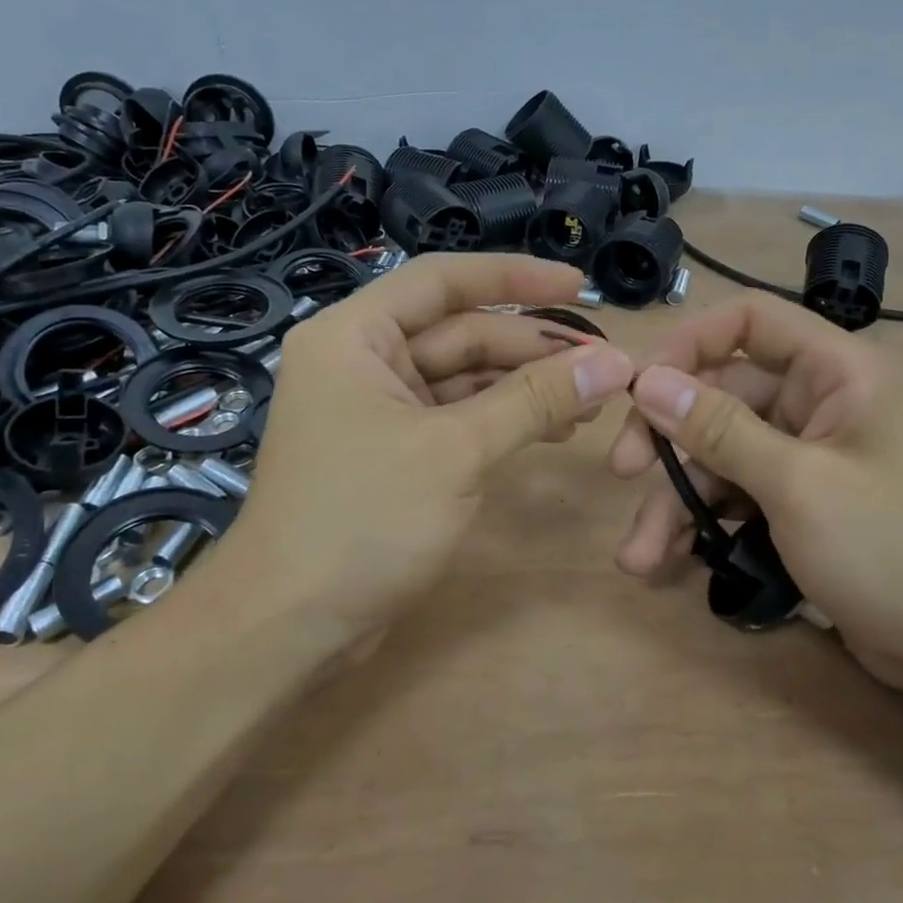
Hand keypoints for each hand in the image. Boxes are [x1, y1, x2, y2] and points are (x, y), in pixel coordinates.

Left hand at [225, 253, 633, 633]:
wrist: (289, 625)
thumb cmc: (362, 520)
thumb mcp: (456, 450)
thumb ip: (535, 400)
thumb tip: (613, 363)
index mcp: (355, 336)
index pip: (442, 281)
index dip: (514, 276)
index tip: (577, 285)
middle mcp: (362, 360)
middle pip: (460, 332)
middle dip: (531, 347)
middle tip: (603, 364)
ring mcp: (378, 408)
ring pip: (464, 378)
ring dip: (525, 386)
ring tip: (590, 402)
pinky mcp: (394, 450)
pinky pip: (458, 417)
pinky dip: (504, 420)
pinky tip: (554, 430)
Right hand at [608, 294, 902, 688]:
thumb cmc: (893, 550)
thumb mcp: (798, 485)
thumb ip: (719, 430)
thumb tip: (647, 381)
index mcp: (836, 372)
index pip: (750, 321)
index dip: (690, 343)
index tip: (641, 387)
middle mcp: (817, 402)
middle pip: (721, 396)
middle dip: (669, 442)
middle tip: (621, 474)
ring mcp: (805, 455)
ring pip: (720, 454)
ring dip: (676, 500)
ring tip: (638, 556)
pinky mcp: (797, 502)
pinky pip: (736, 494)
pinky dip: (702, 523)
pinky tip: (667, 560)